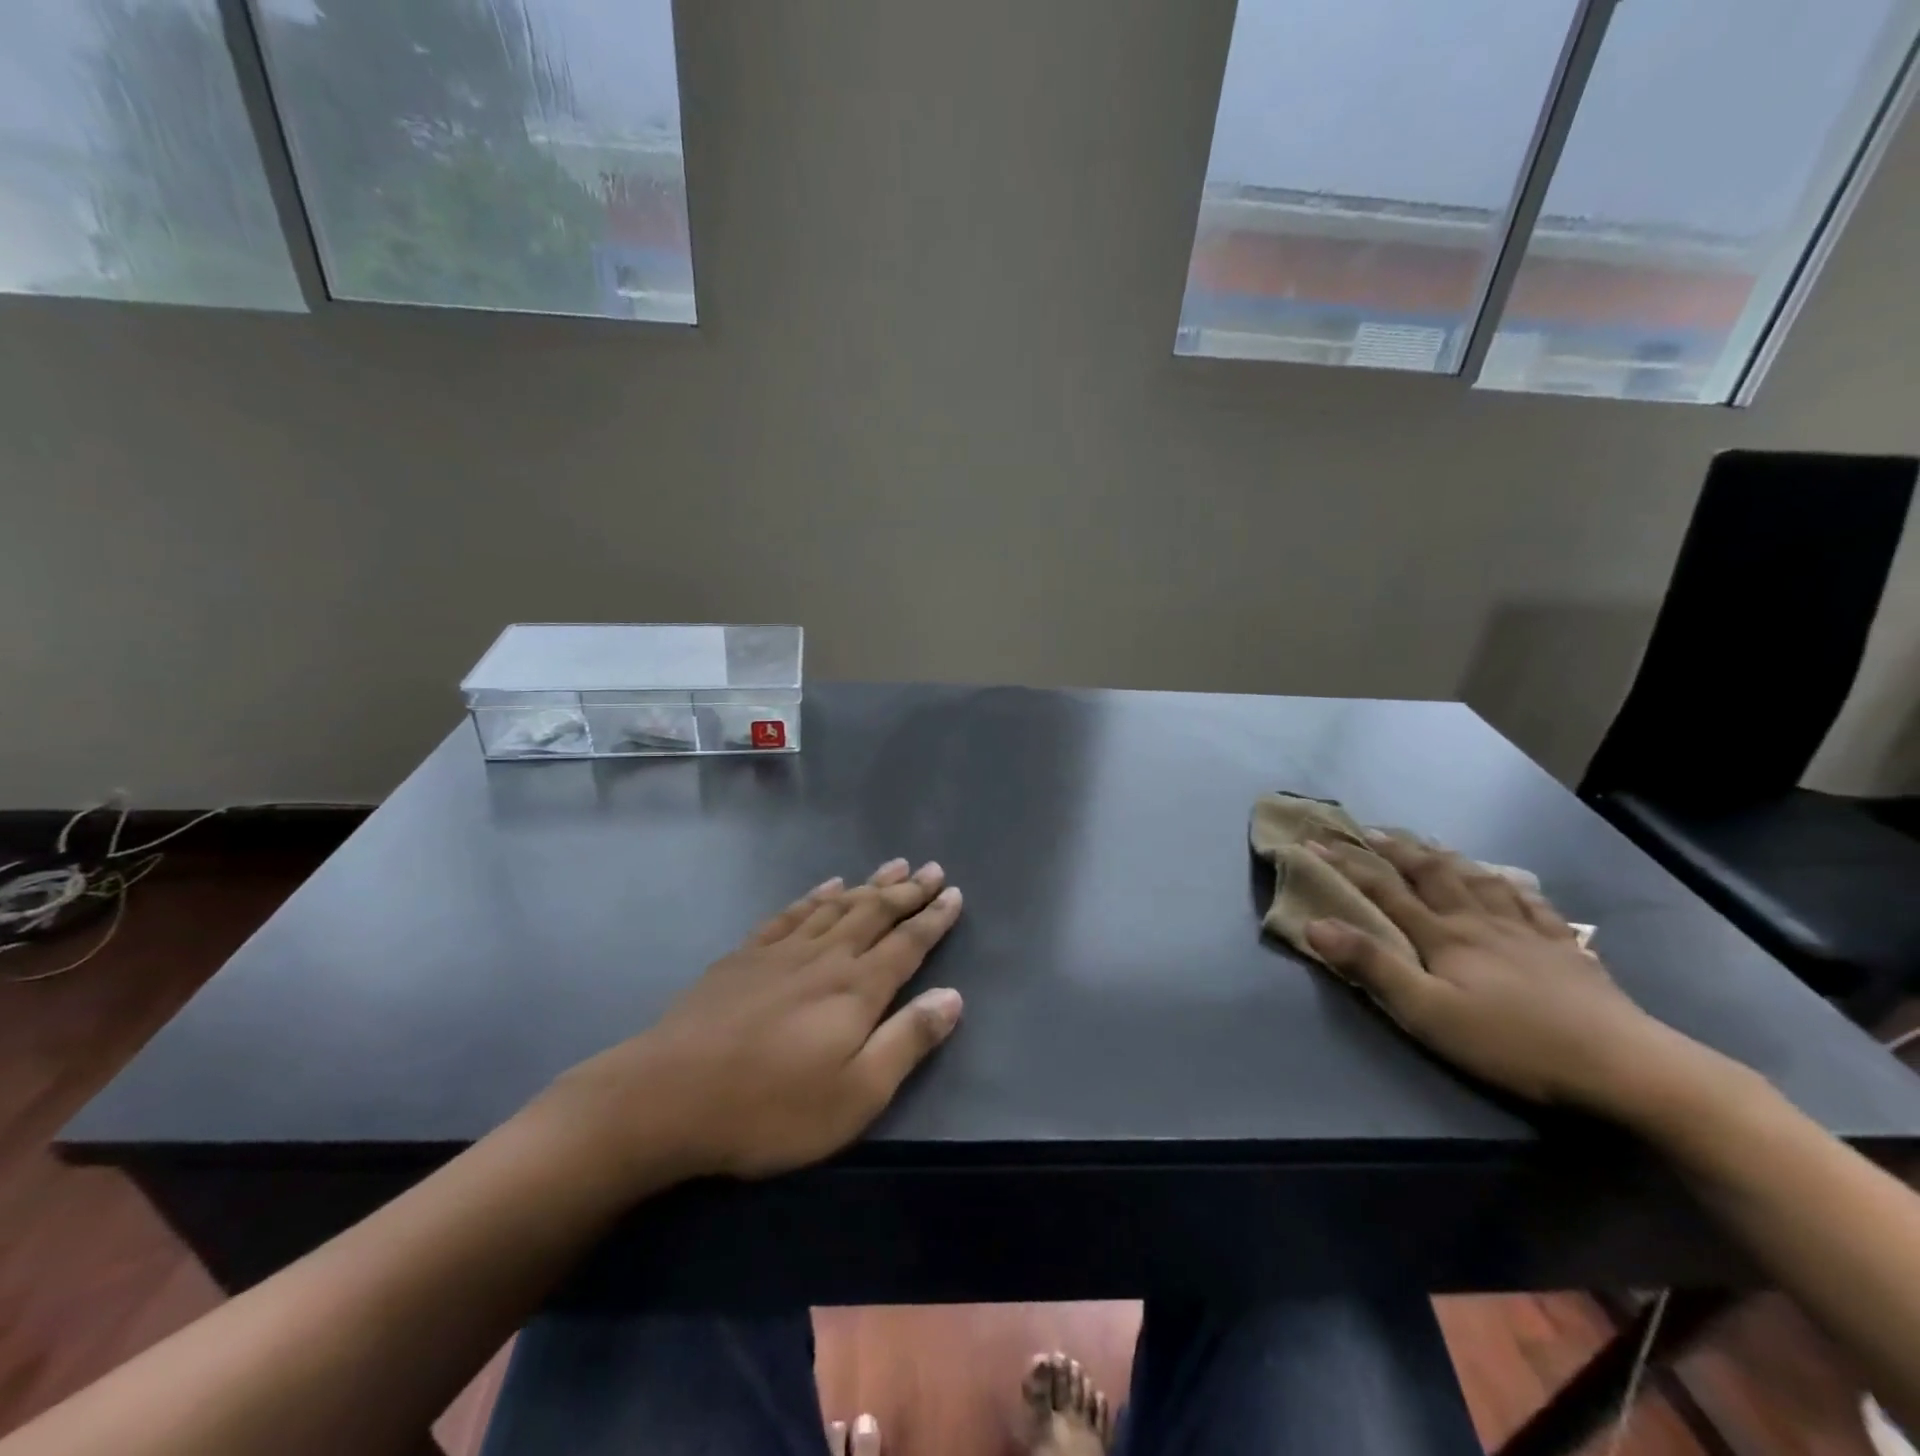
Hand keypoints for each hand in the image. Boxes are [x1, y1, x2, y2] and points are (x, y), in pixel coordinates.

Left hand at [556, 859, 964, 1183]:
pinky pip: (791, 913)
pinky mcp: (744, 956)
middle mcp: (824, 957)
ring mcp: (781, 952)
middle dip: (907, 891)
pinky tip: (825, 886)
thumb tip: (953, 996)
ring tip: (893, 866)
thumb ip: (907, 1041)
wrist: (668, 1096)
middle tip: (931, 869)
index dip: (934, 918)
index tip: (954, 893)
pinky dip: (814, 896)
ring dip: (868, 884)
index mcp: (856, 989)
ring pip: (836, 906)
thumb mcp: (855, 1094)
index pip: (907, 943)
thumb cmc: (771, 1107)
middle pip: (874, 913)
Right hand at [1303, 835, 1691, 1115]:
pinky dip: (1511, 885)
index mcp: (1443, 936)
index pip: (1385, 890)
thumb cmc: (1513, 1043)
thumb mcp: (1428, 1013)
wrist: (1624, 1067)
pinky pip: (1533, 904)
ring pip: (1479, 880)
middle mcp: (1480, 922)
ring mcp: (1527, 932)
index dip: (1347, 863)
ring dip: (1448, 857)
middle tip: (1372, 830)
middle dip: (1396, 849)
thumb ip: (1372, 966)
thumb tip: (1315, 923)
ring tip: (1431, 844)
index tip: (1315, 842)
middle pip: (1432, 874)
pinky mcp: (1566, 950)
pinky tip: (1509, 881)